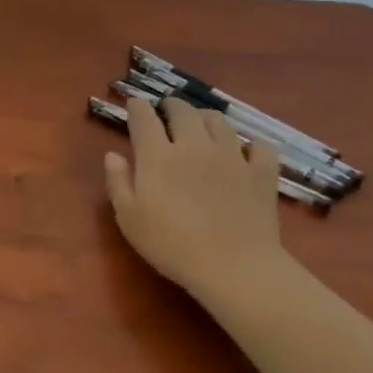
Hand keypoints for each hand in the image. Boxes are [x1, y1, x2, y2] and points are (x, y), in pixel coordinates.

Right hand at [104, 96, 287, 298]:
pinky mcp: (260, 174)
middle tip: (167, 110)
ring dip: (206, 118)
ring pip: (219, 122)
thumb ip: (118, 181)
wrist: (234, 267)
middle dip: (172, 105)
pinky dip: (252, 145)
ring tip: (202, 124)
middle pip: (183, 111)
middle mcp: (194, 146)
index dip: (137, 107)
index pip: (144, 117)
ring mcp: (231, 157)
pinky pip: (260, 147)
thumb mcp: (129, 218)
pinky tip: (247, 152)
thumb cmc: (172, 245)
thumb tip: (112, 154)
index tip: (135, 104)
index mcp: (158, 155)